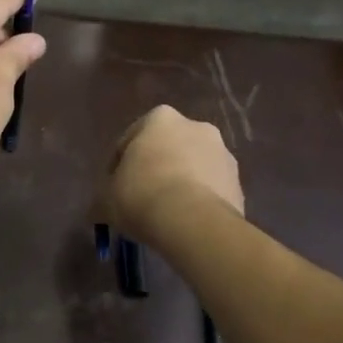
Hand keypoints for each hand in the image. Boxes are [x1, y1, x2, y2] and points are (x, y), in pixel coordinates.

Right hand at [100, 105, 243, 245]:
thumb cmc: (141, 196)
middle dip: (156, 169)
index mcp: (160, 119)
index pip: (131, 139)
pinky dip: (200, 202)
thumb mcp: (106, 198)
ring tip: (167, 215)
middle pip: (168, 149)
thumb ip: (106, 195)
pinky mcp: (239, 183)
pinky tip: (187, 224)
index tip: (114, 189)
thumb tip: (103, 206)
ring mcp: (223, 154)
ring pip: (193, 168)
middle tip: (142, 199)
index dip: (119, 165)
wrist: (193, 222)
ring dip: (181, 184)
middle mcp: (196, 126)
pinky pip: (211, 191)